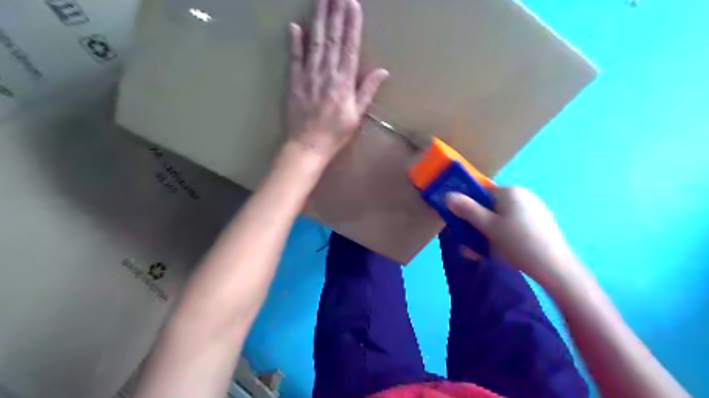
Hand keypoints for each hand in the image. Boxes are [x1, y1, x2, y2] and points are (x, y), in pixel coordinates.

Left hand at [285, 0, 389, 163]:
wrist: (308, 145)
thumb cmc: (335, 133)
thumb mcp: (357, 115)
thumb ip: (367, 91)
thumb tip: (383, 71)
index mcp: (344, 82)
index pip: (349, 47)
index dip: (352, 25)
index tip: (353, 5)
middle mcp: (327, 74)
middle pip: (332, 39)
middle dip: (335, 13)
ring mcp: (308, 76)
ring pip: (314, 42)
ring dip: (318, 19)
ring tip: (320, 0)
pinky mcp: (294, 82)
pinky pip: (294, 58)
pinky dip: (294, 42)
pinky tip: (295, 26)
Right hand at [448, 186, 580, 285]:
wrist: (555, 268)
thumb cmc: (518, 243)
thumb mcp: (488, 227)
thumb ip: (467, 210)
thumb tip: (448, 195)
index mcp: (511, 192)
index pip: (482, 193)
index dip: (468, 208)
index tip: (461, 225)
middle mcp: (523, 196)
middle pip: (490, 208)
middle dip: (477, 226)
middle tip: (469, 245)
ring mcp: (533, 210)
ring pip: (501, 220)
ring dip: (487, 235)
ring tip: (482, 253)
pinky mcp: (539, 224)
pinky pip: (513, 227)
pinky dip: (502, 237)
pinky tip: (500, 253)